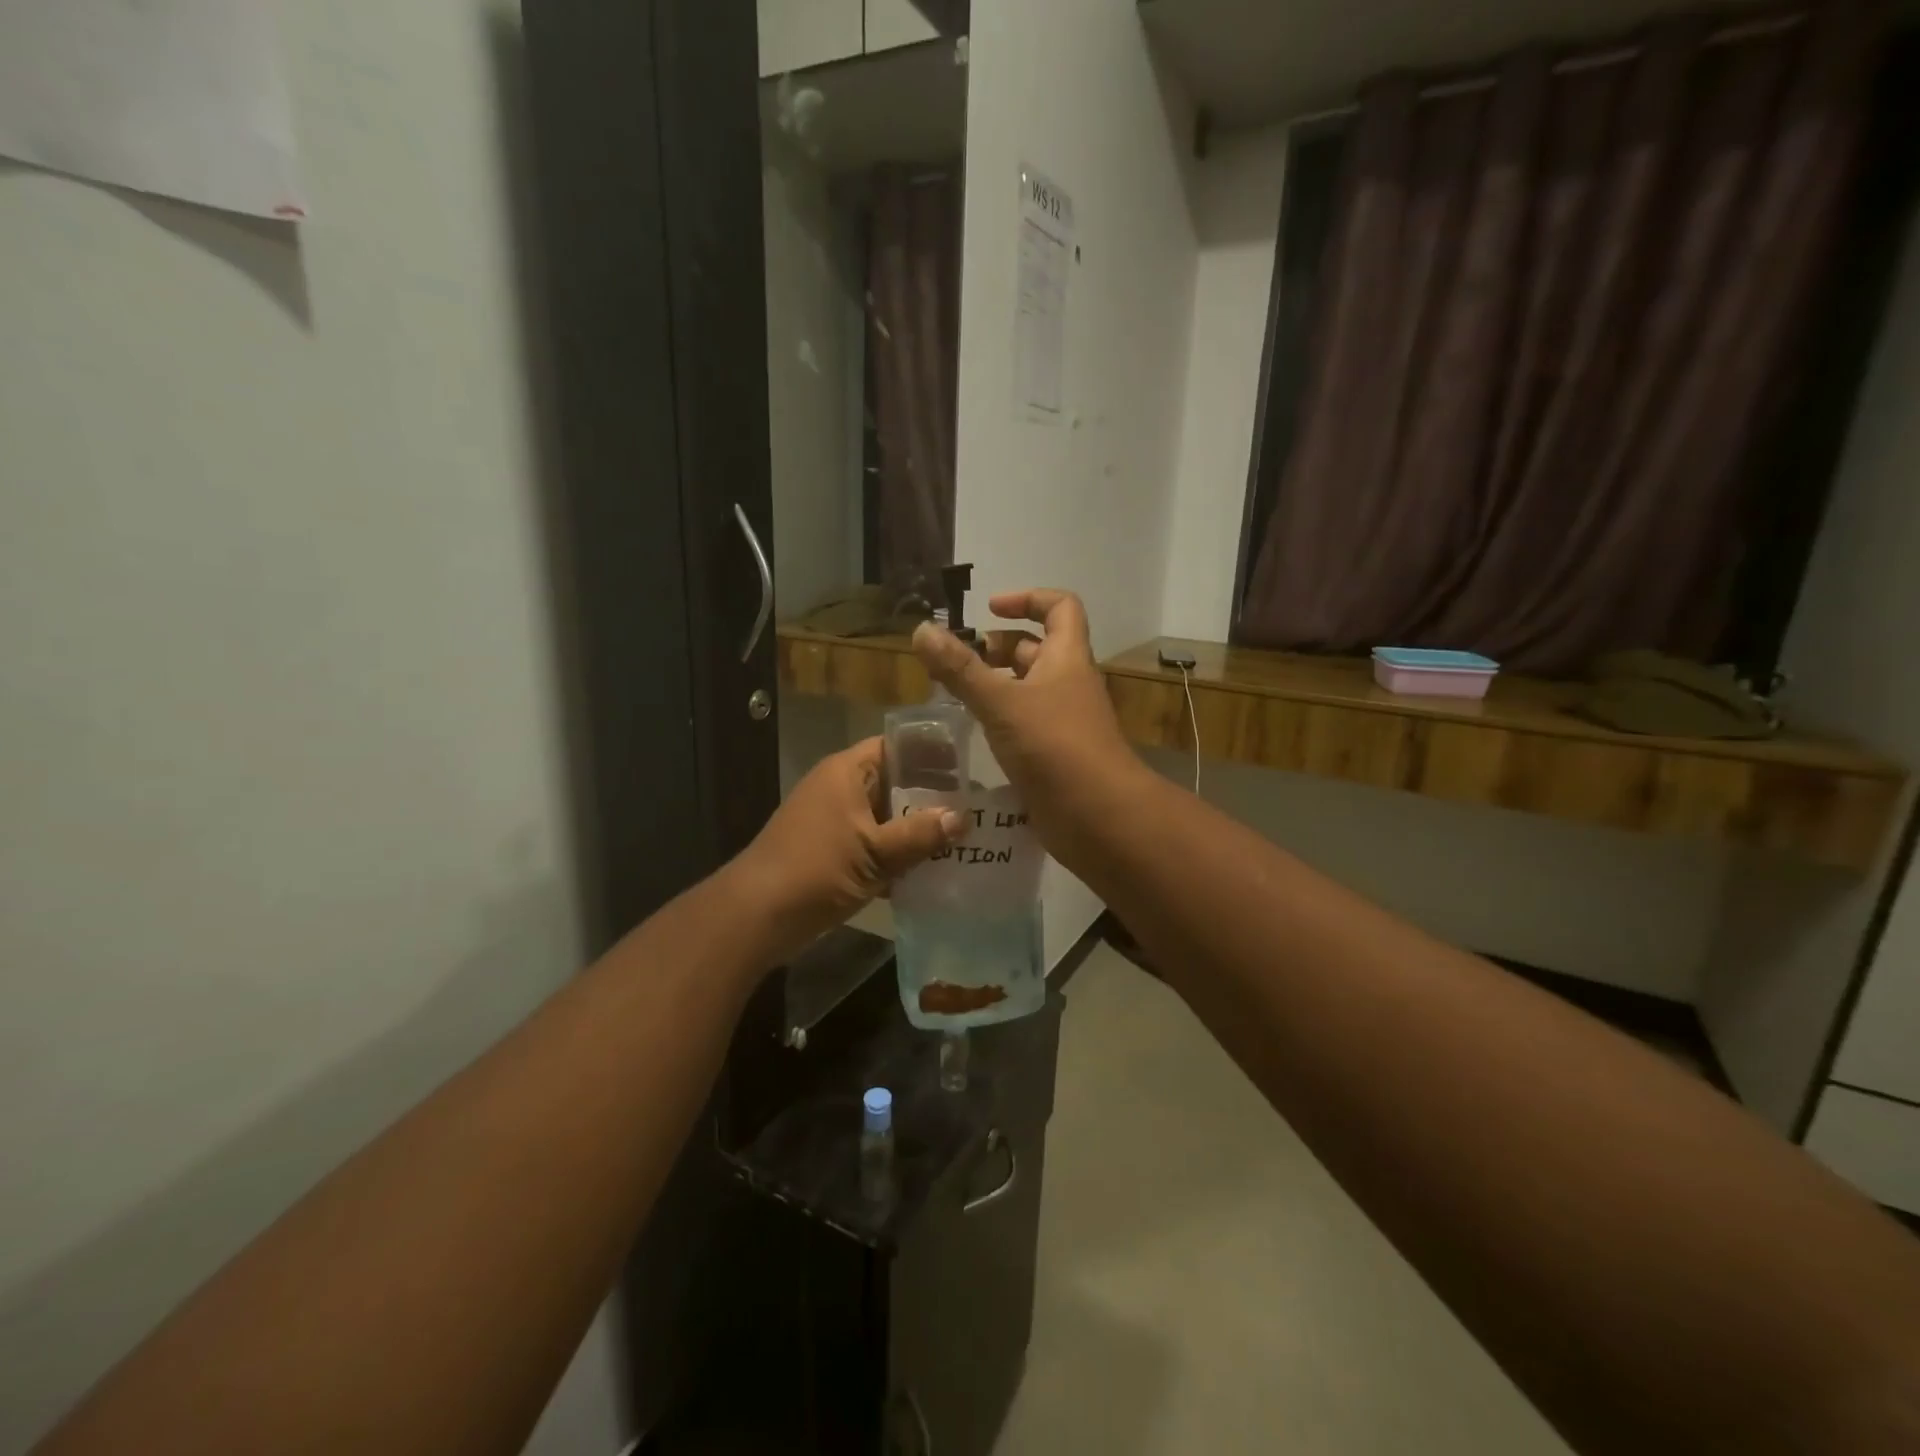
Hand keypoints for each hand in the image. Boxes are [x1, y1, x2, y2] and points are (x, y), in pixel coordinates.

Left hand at [730, 737, 967, 959]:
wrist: (757, 915)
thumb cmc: (816, 869)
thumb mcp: (876, 852)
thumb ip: (920, 834)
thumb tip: (963, 818)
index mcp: (847, 772)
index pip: (896, 747)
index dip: (930, 754)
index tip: (967, 768)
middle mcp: (840, 789)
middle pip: (895, 783)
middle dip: (931, 797)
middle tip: (974, 808)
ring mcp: (835, 822)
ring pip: (886, 817)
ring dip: (916, 829)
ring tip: (961, 839)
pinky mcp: (833, 852)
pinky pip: (875, 844)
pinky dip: (898, 854)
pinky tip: (930, 870)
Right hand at [912, 589, 1139, 851]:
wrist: (1098, 816)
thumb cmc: (1054, 746)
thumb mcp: (1001, 702)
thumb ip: (960, 668)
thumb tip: (923, 629)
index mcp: (1066, 658)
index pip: (1060, 607)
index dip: (1027, 599)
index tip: (988, 610)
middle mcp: (1068, 683)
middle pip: (1036, 650)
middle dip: (997, 649)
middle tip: (956, 663)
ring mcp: (1063, 721)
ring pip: (1027, 690)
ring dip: (994, 686)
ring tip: (953, 696)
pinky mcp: (1054, 754)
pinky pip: (1024, 724)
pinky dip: (999, 720)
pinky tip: (971, 732)